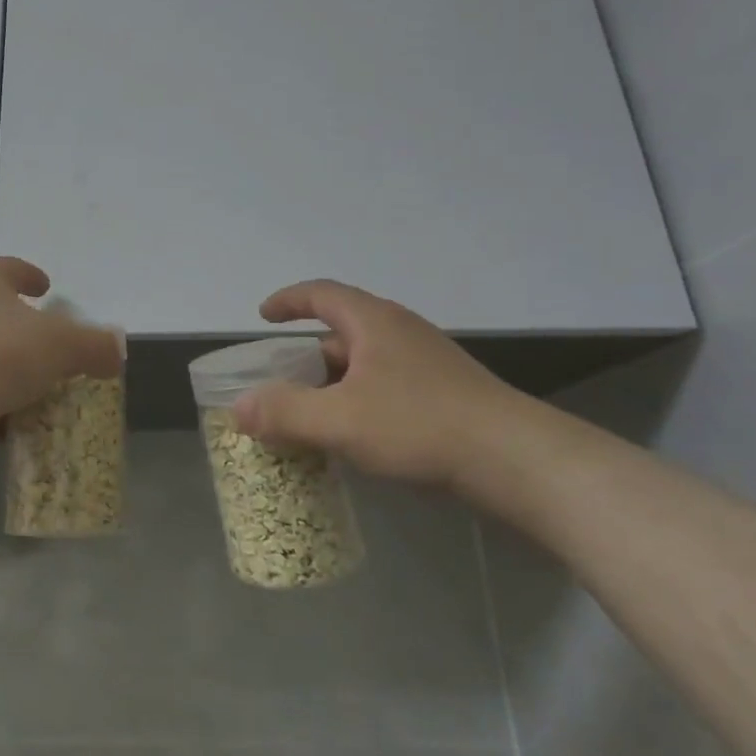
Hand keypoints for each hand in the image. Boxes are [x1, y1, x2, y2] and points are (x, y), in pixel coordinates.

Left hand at [0, 258, 124, 431]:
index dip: (28, 273)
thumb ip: (95, 345)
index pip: (7, 268)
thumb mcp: (63, 346)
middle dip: (20, 326)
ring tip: (36, 387)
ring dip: (7, 367)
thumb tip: (117, 350)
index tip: (46, 287)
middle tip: (48, 342)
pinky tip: (12, 423)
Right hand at [232, 279, 535, 485]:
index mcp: (374, 322)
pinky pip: (387, 386)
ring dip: (333, 382)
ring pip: (365, 363)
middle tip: (280, 382)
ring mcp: (427, 363)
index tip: (262, 317)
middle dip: (306, 355)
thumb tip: (239, 407)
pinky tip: (356, 436)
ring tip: (311, 414)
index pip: (321, 294)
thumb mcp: (340, 420)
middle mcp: (400, 332)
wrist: (517, 461)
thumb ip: (285, 412)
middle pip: (341, 331)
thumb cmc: (420, 426)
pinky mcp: (446, 394)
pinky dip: (359, 401)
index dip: (288, 301)